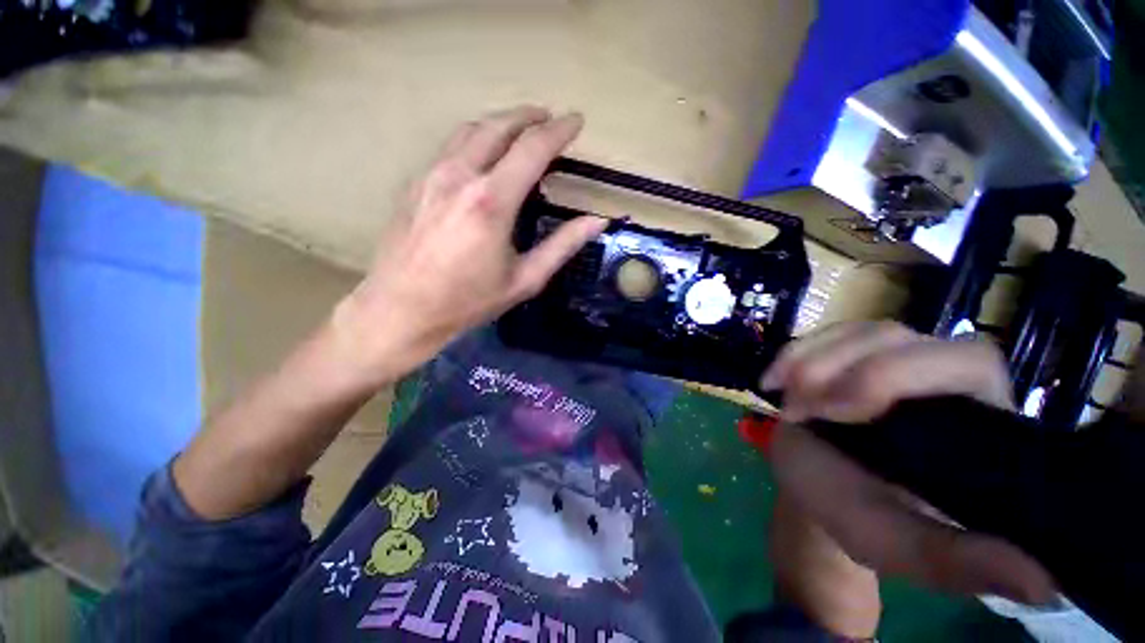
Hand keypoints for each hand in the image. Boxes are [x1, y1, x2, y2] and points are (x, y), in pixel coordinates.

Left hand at [332, 106, 607, 385]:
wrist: (402, 309)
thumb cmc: (468, 301)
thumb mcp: (525, 279)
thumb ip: (563, 246)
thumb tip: (597, 221)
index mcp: (492, 201)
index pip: (532, 149)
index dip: (559, 131)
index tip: (577, 121)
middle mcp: (460, 176)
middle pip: (499, 126)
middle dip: (529, 116)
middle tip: (549, 119)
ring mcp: (432, 175)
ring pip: (471, 130)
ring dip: (501, 122)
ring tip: (520, 129)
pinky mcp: (416, 183)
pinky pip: (451, 147)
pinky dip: (476, 138)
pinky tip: (484, 154)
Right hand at [762, 322, 1057, 603]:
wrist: (815, 485)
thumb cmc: (859, 516)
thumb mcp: (901, 547)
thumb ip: (958, 563)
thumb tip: (1045, 583)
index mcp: (976, 421)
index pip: (968, 362)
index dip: (899, 374)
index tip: (841, 411)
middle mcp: (942, 378)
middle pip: (901, 337)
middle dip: (842, 368)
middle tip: (801, 407)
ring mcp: (892, 360)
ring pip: (859, 332)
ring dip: (810, 361)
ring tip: (785, 400)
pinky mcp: (851, 355)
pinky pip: (823, 335)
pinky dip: (792, 353)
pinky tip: (771, 380)